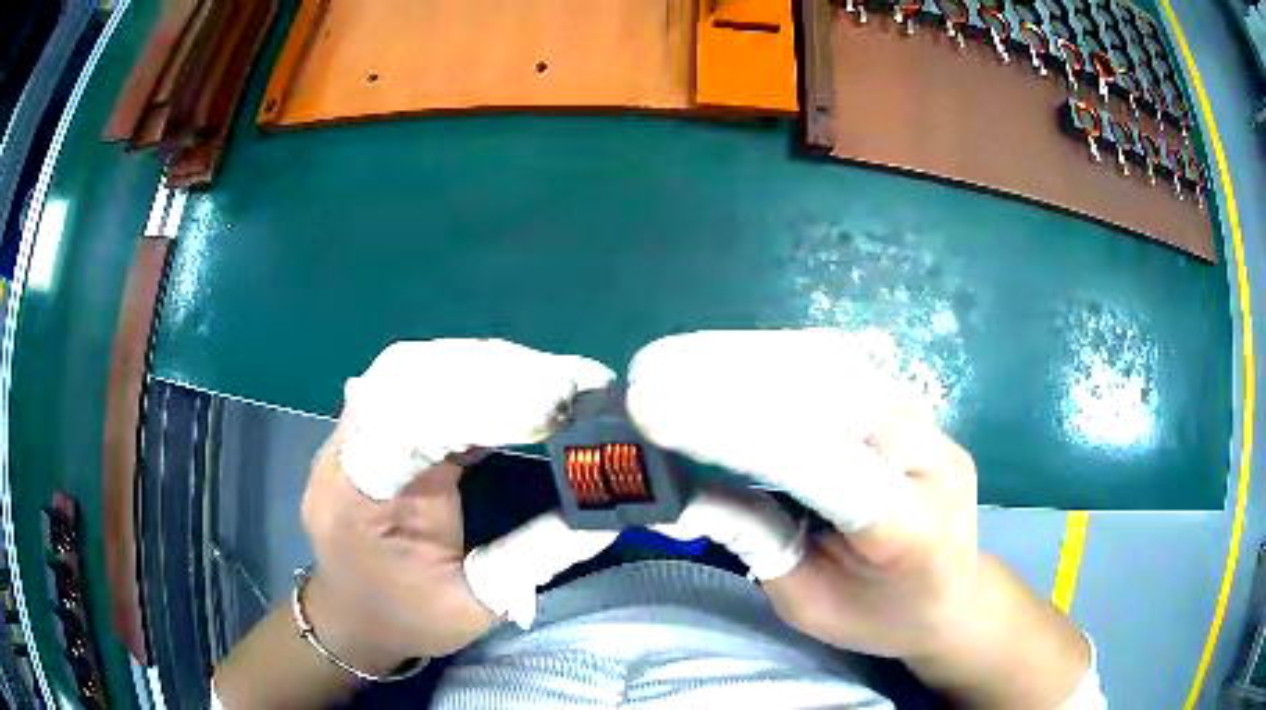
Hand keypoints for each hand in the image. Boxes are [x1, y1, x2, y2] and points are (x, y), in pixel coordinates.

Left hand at [301, 340, 620, 670]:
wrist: (350, 614)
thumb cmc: (406, 619)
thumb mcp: (473, 607)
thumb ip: (532, 560)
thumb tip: (603, 515)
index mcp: (358, 501)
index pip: (407, 424)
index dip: (479, 404)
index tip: (554, 408)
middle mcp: (345, 452)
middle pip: (406, 376)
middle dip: (491, 372)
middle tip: (567, 384)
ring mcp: (352, 432)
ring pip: (411, 367)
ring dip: (483, 365)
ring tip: (551, 379)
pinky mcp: (372, 426)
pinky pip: (415, 380)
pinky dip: (470, 375)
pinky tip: (515, 382)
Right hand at [628, 330, 1091, 706]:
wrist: (956, 593)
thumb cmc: (881, 615)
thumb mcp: (809, 605)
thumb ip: (756, 542)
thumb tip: (687, 487)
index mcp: (909, 527)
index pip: (822, 464)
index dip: (736, 429)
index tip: (650, 407)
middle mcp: (930, 457)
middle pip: (830, 392)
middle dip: (732, 374)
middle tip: (651, 371)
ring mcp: (929, 421)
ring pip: (835, 365)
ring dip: (751, 356)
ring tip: (678, 361)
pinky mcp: (913, 404)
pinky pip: (841, 368)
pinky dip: (777, 359)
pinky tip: (729, 364)